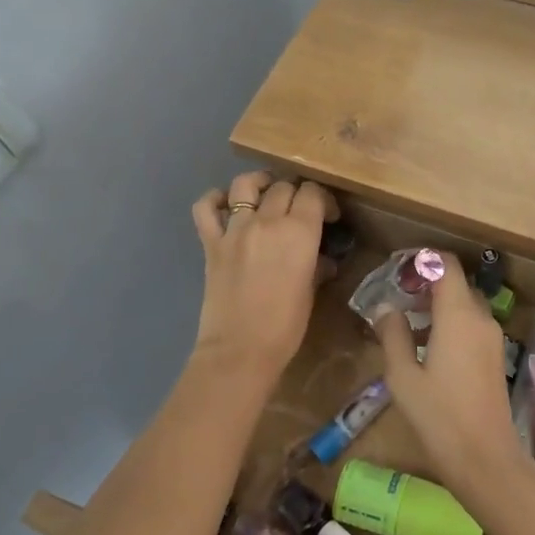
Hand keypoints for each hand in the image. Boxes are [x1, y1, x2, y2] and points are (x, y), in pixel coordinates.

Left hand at [190, 171, 338, 383]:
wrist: (240, 350)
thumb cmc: (285, 327)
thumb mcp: (310, 293)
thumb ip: (316, 267)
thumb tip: (321, 260)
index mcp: (299, 232)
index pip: (313, 193)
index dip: (323, 199)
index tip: (328, 215)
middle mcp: (267, 221)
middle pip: (283, 187)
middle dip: (296, 193)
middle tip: (300, 211)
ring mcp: (235, 229)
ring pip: (246, 184)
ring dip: (259, 184)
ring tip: (266, 193)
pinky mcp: (211, 243)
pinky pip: (205, 208)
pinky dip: (215, 200)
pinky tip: (226, 205)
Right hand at [373, 256, 521, 499]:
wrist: (485, 459)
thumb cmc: (439, 415)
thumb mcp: (402, 375)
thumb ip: (392, 334)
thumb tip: (386, 309)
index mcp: (458, 314)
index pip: (446, 265)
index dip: (422, 260)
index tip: (397, 269)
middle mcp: (480, 318)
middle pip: (456, 283)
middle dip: (427, 284)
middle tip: (397, 295)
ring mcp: (492, 338)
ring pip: (465, 305)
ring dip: (438, 305)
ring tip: (406, 322)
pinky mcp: (495, 357)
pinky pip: (471, 325)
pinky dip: (450, 323)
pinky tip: (426, 347)